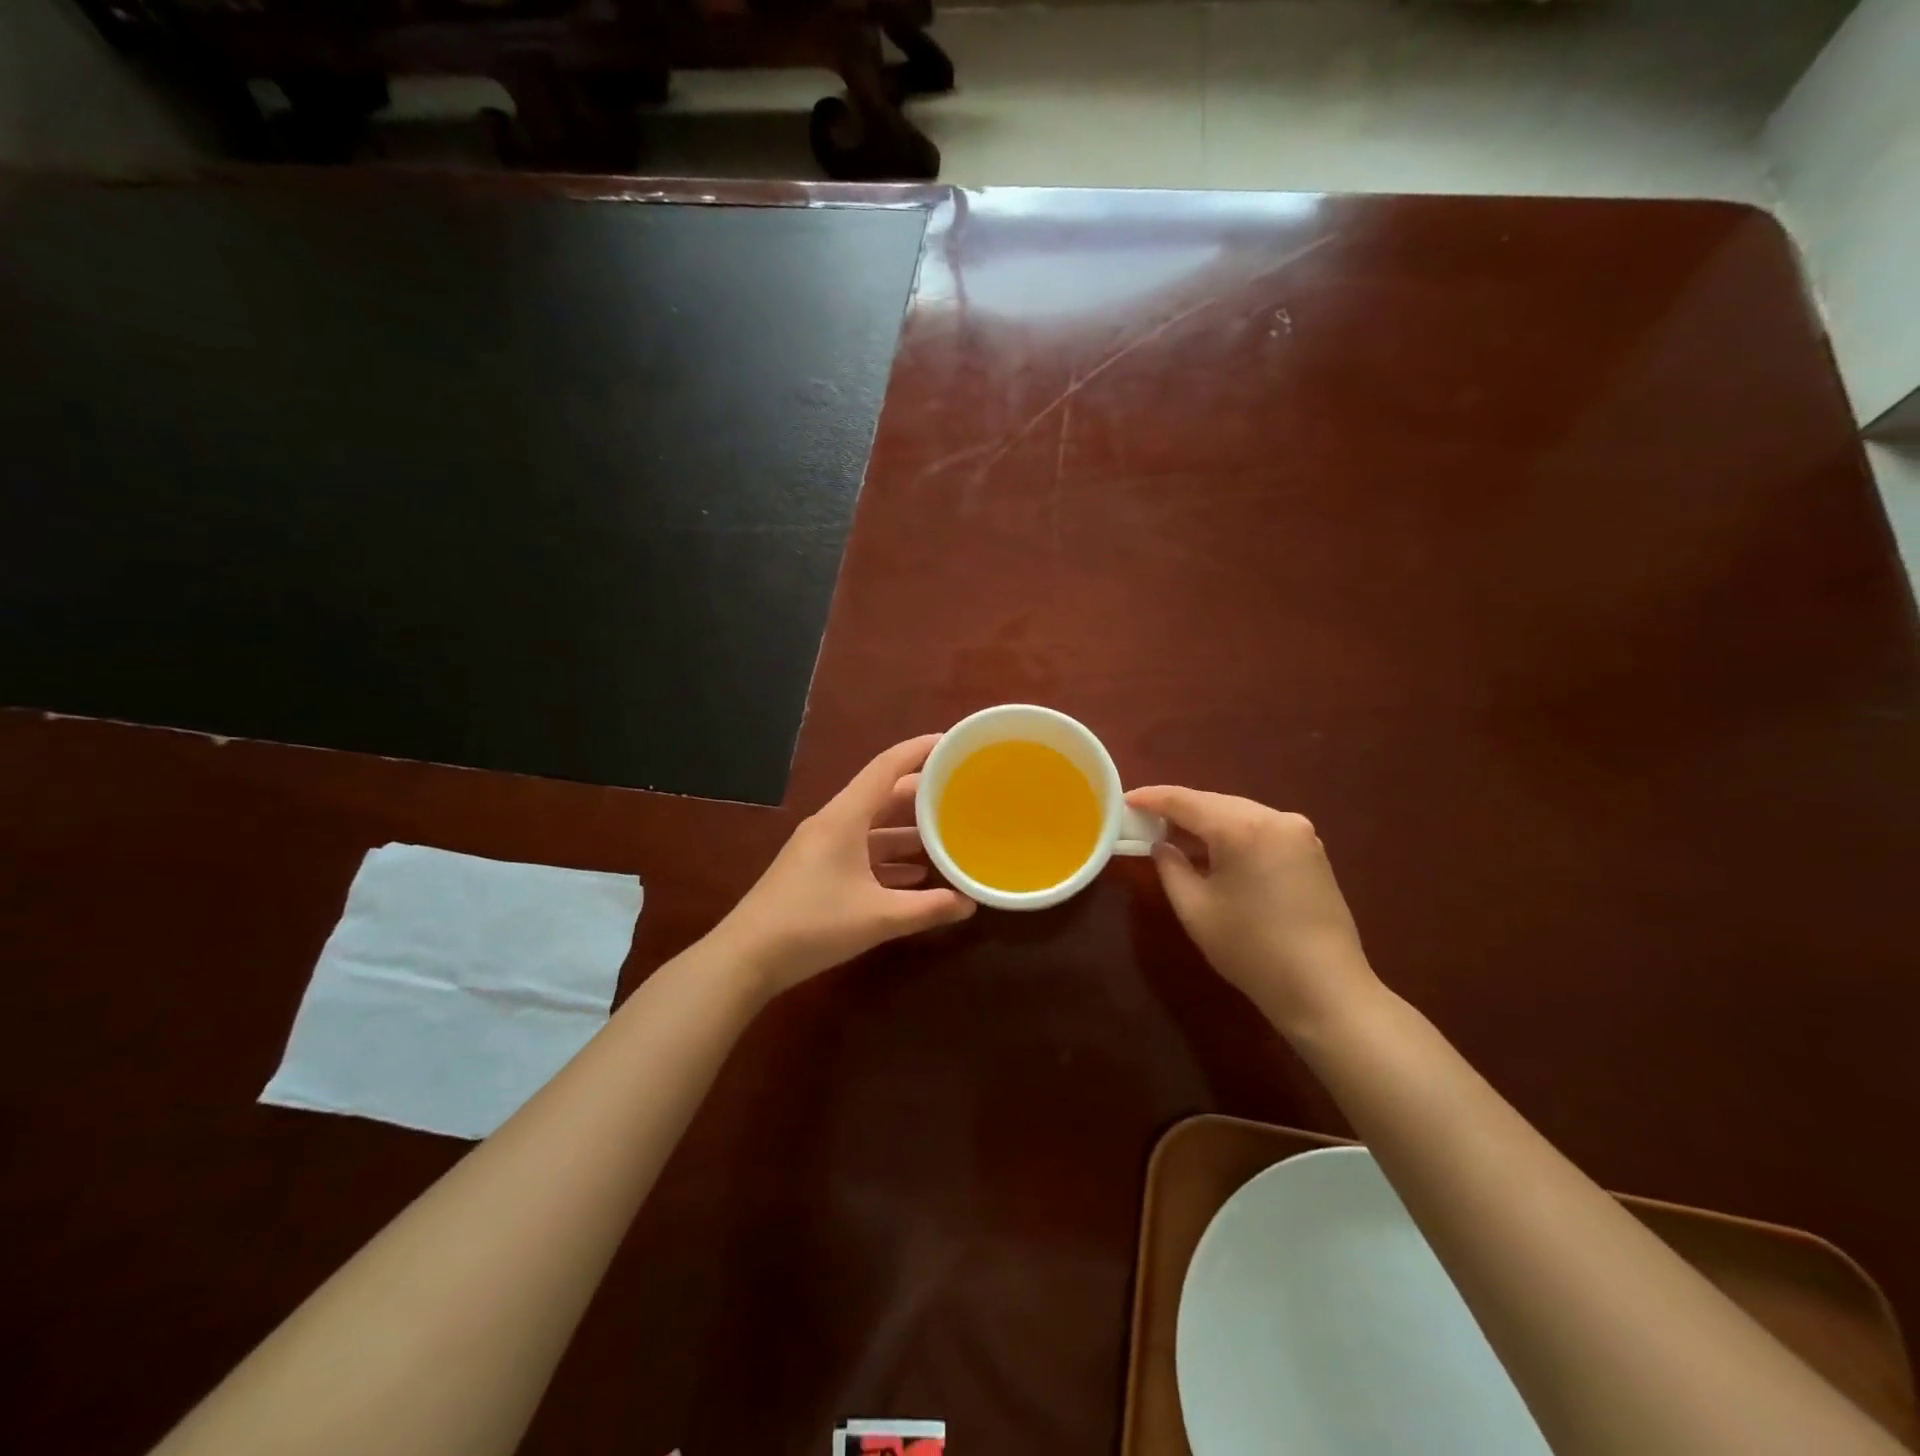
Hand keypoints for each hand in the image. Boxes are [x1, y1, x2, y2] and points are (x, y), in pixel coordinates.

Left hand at [716, 735, 976, 995]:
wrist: (746, 958)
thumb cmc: (813, 925)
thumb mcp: (878, 917)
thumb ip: (928, 908)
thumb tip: (970, 903)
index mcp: (845, 818)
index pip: (887, 767)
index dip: (920, 750)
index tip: (953, 742)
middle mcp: (833, 823)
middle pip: (882, 796)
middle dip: (921, 794)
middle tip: (960, 795)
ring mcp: (822, 847)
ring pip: (872, 827)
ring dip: (906, 830)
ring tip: (946, 835)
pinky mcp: (816, 871)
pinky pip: (860, 851)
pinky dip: (888, 858)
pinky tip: (914, 876)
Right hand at [1126, 785, 1381, 1035]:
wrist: (1325, 989)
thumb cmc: (1251, 949)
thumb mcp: (1195, 909)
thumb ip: (1170, 868)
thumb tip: (1161, 846)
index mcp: (1242, 827)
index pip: (1185, 800)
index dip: (1151, 798)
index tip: (1124, 801)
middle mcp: (1274, 818)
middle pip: (1214, 803)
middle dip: (1179, 810)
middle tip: (1146, 821)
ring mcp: (1299, 832)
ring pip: (1239, 813)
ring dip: (1207, 822)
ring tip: (1176, 837)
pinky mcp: (1312, 850)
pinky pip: (1260, 828)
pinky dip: (1233, 834)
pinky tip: (1216, 852)